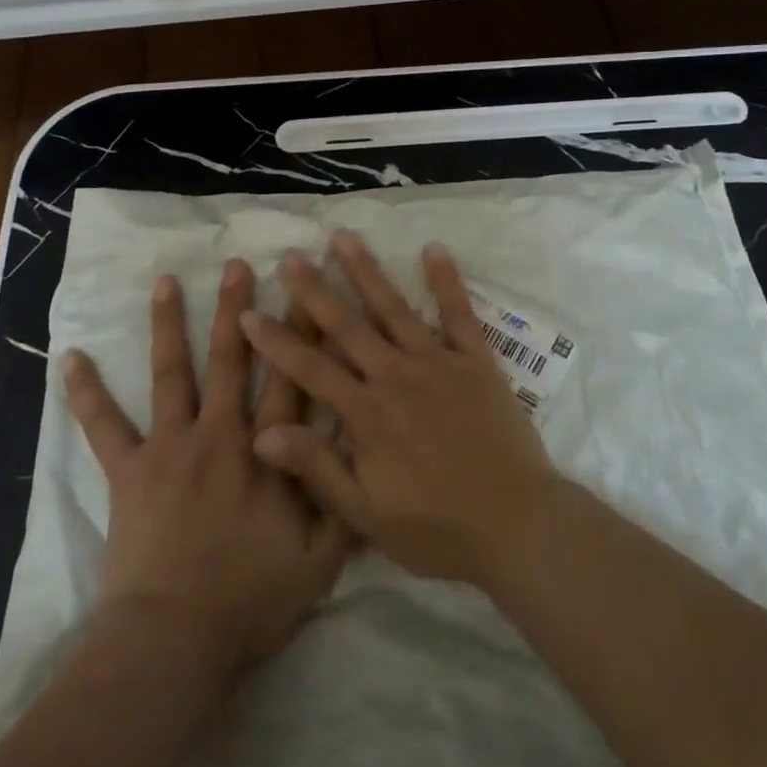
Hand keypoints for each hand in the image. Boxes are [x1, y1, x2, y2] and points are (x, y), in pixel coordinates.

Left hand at [62, 261, 351, 678]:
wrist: (173, 640)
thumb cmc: (249, 601)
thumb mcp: (319, 564)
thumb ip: (344, 507)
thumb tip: (368, 458)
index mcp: (267, 452)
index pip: (291, 378)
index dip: (301, 333)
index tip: (305, 290)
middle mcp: (220, 434)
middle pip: (233, 360)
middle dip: (237, 308)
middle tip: (236, 264)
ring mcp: (170, 446)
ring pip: (172, 373)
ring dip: (169, 324)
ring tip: (165, 280)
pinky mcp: (129, 470)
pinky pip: (104, 425)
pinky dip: (87, 392)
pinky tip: (72, 357)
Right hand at [238, 233, 560, 586]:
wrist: (517, 525)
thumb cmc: (437, 529)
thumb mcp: (366, 514)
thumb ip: (317, 468)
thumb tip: (262, 433)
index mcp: (367, 415)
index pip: (311, 369)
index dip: (277, 342)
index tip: (249, 313)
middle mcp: (397, 377)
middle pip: (348, 326)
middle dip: (315, 290)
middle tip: (291, 256)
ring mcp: (438, 363)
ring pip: (394, 308)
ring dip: (367, 271)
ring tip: (344, 237)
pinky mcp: (476, 362)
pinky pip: (459, 314)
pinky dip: (447, 281)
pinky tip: (434, 248)